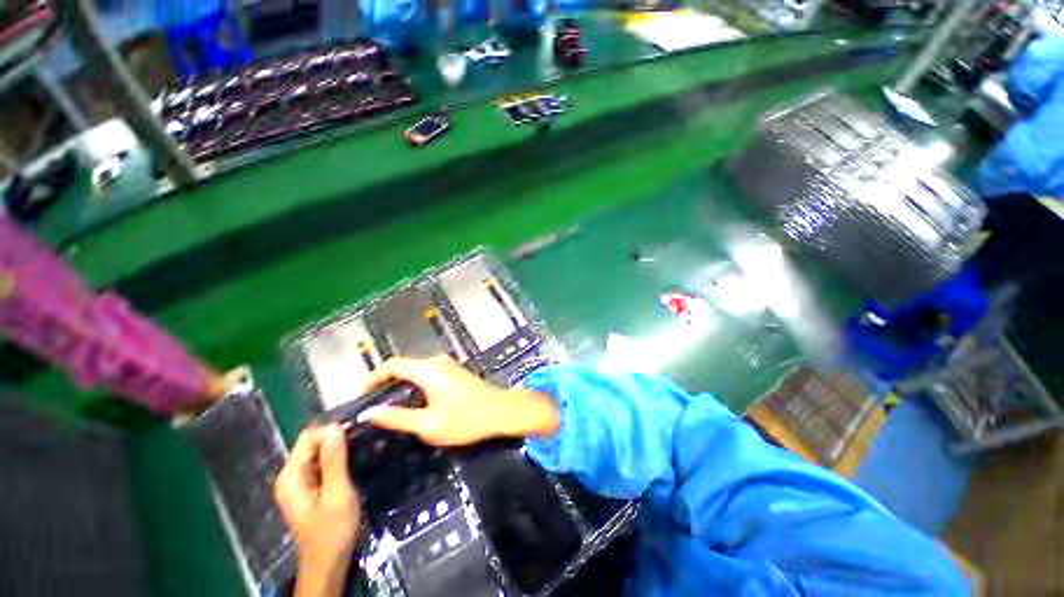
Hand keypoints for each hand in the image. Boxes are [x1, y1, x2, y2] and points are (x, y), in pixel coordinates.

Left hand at [274, 424, 359, 596]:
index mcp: (291, 475)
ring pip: (319, 453)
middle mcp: (290, 475)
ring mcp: (298, 482)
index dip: (333, 430)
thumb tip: (334, 426)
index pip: (309, 436)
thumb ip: (334, 459)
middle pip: (313, 443)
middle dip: (337, 439)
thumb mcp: (337, 493)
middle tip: (364, 441)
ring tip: (362, 449)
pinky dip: (337, 460)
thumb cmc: (333, 530)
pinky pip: (321, 464)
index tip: (358, 432)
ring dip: (339, 450)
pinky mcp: (308, 488)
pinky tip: (353, 463)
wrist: (328, 563)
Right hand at [360, 356, 559, 446]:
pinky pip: (427, 373)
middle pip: (403, 365)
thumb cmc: (466, 419)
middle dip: (385, 381)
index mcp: (428, 370)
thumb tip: (369, 413)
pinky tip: (412, 402)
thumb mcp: (429, 424)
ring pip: (415, 369)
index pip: (392, 365)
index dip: (373, 377)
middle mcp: (437, 362)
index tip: (361, 395)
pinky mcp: (455, 372)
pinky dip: (414, 384)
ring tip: (387, 405)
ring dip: (400, 383)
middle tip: (372, 404)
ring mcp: (448, 365)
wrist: (501, 411)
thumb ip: (397, 418)